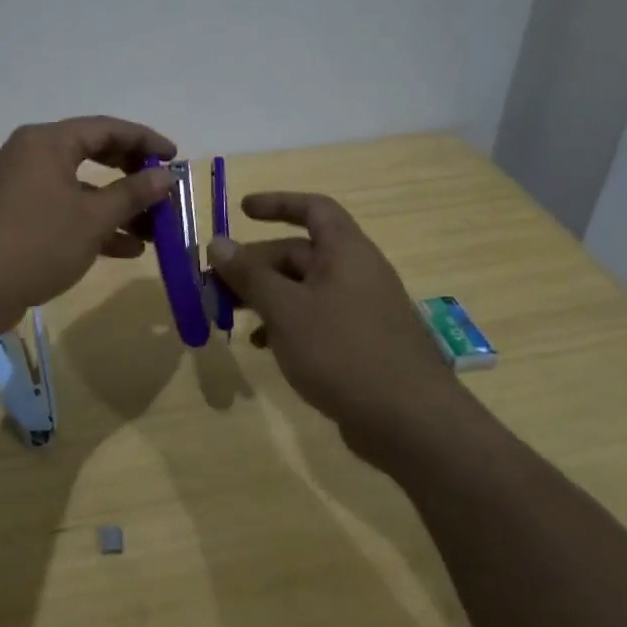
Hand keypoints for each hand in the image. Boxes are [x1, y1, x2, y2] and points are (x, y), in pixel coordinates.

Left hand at [0, 117, 176, 331]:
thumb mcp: (92, 218)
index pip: (106, 128)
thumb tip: (165, 175)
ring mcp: (22, 188)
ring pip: (81, 189)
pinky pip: (64, 211)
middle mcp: (32, 156)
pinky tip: (126, 249)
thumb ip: (132, 194)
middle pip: (93, 155)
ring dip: (117, 207)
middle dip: (132, 175)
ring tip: (154, 230)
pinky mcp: (16, 218)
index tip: (175, 157)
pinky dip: (93, 225)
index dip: (145, 139)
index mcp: (48, 142)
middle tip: (162, 191)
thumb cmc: (34, 242)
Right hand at [207, 192, 455, 468]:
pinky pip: (315, 319)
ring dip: (265, 297)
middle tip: (215, 285)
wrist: (411, 422)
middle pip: (298, 253)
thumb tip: (218, 243)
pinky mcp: (360, 343)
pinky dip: (286, 324)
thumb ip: (250, 275)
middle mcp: (355, 272)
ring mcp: (360, 309)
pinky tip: (263, 346)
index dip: (277, 203)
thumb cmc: (343, 351)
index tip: (241, 211)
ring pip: (303, 289)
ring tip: (230, 316)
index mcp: (346, 251)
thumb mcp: (286, 310)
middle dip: (255, 265)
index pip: (312, 208)